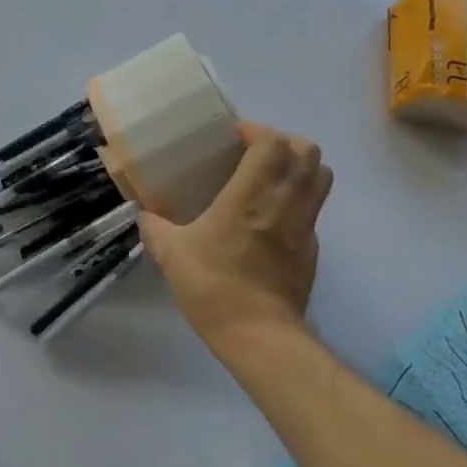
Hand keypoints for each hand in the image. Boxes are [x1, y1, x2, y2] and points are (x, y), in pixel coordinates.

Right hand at [139, 122, 332, 349]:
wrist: (258, 335)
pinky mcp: (312, 250)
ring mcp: (304, 226)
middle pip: (308, 152)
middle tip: (256, 154)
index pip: (272, 143)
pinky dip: (298, 203)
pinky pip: (313, 211)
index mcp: (250, 196)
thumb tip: (145, 215)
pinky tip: (271, 220)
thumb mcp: (171, 255)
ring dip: (300, 169)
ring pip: (321, 178)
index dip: (257, 130)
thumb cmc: (214, 287)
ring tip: (271, 179)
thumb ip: (156, 228)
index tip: (235, 136)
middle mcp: (284, 203)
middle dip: (285, 143)